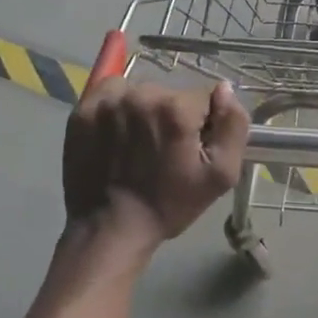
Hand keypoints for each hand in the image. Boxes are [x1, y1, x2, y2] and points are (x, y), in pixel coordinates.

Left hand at [62, 79, 249, 251]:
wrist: (110, 228)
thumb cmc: (169, 204)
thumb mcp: (221, 175)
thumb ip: (233, 125)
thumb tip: (225, 89)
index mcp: (177, 109)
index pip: (203, 98)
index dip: (203, 123)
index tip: (191, 148)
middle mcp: (141, 95)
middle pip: (171, 94)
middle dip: (173, 116)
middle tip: (164, 150)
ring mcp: (108, 101)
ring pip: (141, 92)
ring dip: (145, 110)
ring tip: (138, 143)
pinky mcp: (84, 110)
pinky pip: (111, 91)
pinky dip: (118, 106)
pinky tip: (117, 132)